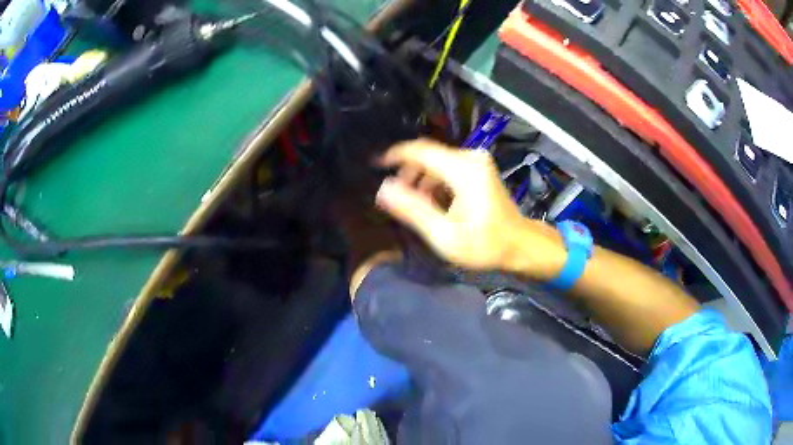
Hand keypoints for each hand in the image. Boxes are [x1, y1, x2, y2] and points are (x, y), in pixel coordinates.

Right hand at [375, 139, 560, 272]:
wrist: (519, 244)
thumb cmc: (485, 244)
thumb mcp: (444, 234)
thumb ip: (412, 210)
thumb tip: (383, 189)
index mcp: (463, 170)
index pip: (420, 151)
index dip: (394, 156)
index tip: (374, 166)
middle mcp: (471, 157)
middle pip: (427, 155)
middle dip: (407, 174)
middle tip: (397, 198)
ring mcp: (477, 161)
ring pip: (436, 161)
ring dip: (420, 179)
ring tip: (414, 205)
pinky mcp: (479, 168)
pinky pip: (447, 167)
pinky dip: (434, 181)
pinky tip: (432, 202)